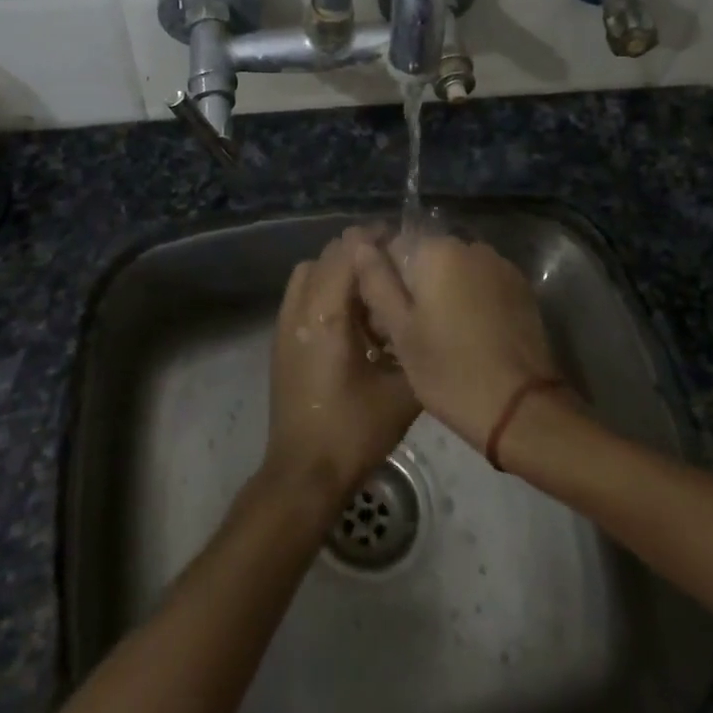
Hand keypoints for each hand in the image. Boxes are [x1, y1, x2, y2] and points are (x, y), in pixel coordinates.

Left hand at [264, 233, 420, 505]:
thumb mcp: (402, 392)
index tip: (404, 243)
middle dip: (360, 251)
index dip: (375, 239)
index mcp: (326, 315)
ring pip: (310, 271)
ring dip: (340, 268)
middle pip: (327, 255)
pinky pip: (302, 293)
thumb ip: (417, 346)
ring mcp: (285, 323)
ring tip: (373, 289)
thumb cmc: (353, 432)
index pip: (347, 251)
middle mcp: (300, 309)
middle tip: (395, 265)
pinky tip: (354, 318)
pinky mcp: (282, 339)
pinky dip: (326, 288)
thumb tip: (430, 318)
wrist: (304, 472)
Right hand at [350, 230, 558, 452]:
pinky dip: (471, 300)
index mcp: (437, 250)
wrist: (521, 407)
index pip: (393, 245)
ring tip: (441, 334)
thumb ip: (377, 281)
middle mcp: (471, 246)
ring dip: (444, 291)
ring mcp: (501, 265)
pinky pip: (482, 283)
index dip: (383, 278)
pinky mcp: (521, 288)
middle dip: (415, 284)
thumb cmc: (449, 370)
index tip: (384, 314)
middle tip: (410, 330)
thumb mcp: (401, 331)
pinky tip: (470, 334)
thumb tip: (361, 245)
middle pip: (427, 256)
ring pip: (456, 270)